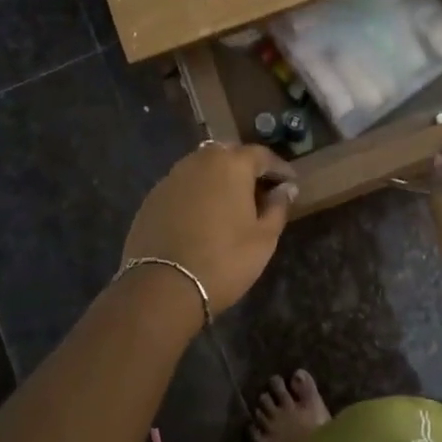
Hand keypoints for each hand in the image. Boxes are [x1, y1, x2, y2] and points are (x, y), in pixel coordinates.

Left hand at [122, 144, 296, 317]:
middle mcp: (199, 161)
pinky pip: (183, 186)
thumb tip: (286, 188)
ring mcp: (171, 178)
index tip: (290, 183)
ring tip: (231, 203)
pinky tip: (202, 216)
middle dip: (246, 168)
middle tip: (260, 190)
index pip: (262, 155)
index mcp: (231, 164)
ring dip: (219, 179)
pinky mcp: (152, 197)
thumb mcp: (264, 238)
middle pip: (229, 155)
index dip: (279, 168)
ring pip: (202, 168)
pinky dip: (197, 193)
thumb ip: (278, 207)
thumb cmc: (224, 260)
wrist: (163, 287)